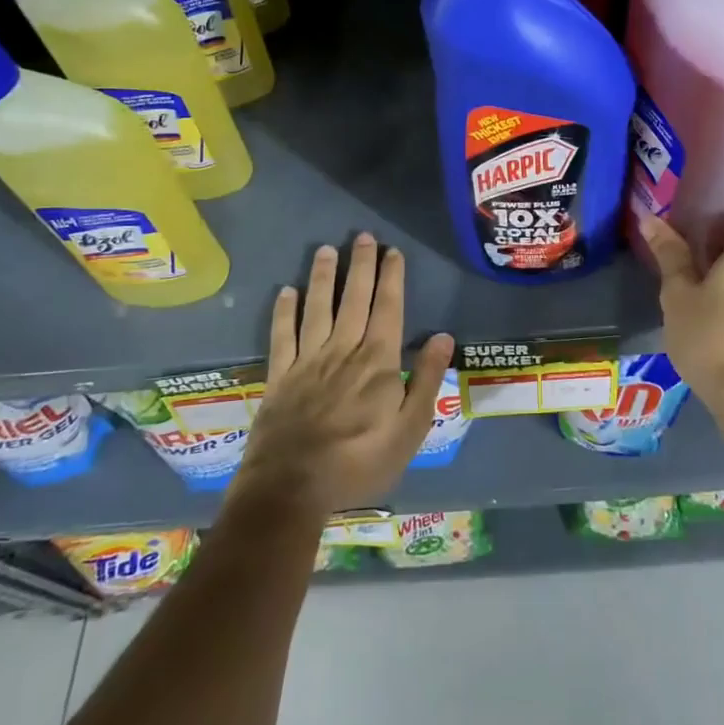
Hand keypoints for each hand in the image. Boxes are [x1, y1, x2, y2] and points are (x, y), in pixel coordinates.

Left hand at [233, 234, 454, 518]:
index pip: (388, 308)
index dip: (391, 278)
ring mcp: (308, 360)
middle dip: (360, 265)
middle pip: (353, 299)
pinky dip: (284, 312)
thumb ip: (426, 380)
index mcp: (377, 361)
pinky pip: (282, 335)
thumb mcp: (409, 430)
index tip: (393, 252)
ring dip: (323, 277)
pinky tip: (286, 292)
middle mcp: (343, 349)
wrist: (292, 488)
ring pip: (317, 308)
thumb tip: (443, 336)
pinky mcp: (280, 375)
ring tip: (326, 250)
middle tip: (363, 236)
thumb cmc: (359, 462)